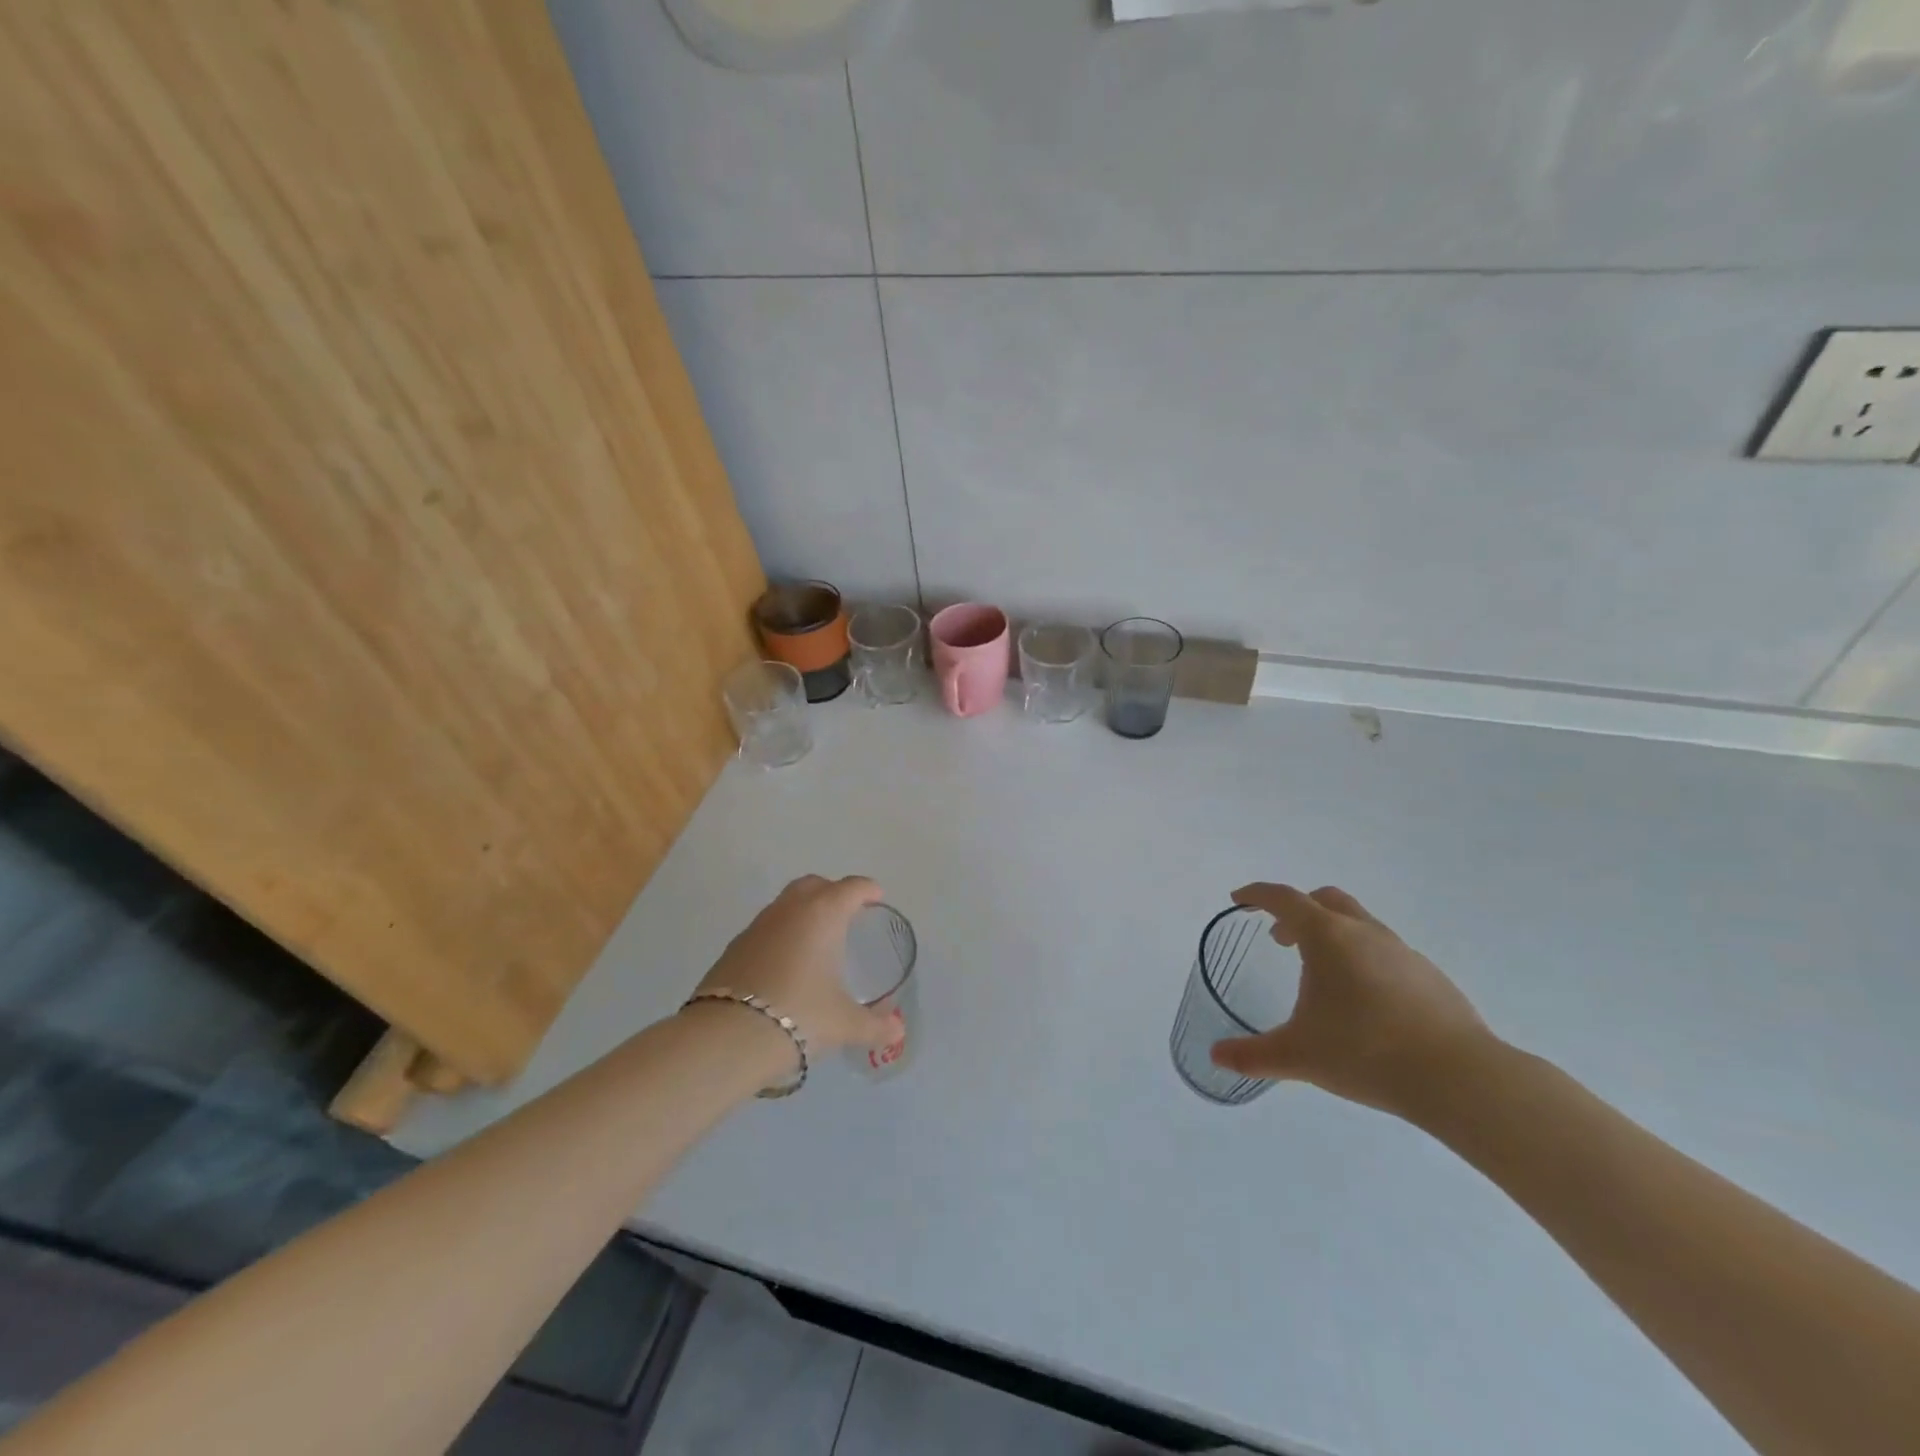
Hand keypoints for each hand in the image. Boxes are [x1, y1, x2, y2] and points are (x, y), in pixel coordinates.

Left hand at [692, 876, 898, 1061]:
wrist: (728, 1037)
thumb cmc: (800, 1015)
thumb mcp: (845, 1024)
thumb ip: (875, 1026)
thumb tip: (898, 1031)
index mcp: (823, 914)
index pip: (851, 888)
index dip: (867, 890)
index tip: (876, 898)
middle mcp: (790, 909)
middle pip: (814, 885)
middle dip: (832, 892)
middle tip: (846, 914)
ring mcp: (757, 925)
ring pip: (786, 904)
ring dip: (803, 912)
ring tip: (816, 941)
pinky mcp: (734, 946)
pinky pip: (766, 928)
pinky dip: (780, 935)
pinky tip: (785, 964)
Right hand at [1210, 883, 1491, 1118]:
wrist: (1459, 1078)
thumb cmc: (1365, 1052)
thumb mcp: (1298, 1056)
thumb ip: (1253, 1054)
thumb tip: (1217, 1055)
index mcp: (1326, 937)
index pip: (1283, 899)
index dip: (1257, 895)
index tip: (1239, 899)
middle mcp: (1363, 932)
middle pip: (1324, 900)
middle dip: (1297, 911)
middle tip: (1280, 938)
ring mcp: (1402, 951)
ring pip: (1359, 923)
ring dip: (1332, 934)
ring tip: (1322, 974)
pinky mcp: (1429, 976)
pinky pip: (1385, 951)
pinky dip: (1363, 959)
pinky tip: (1365, 1001)